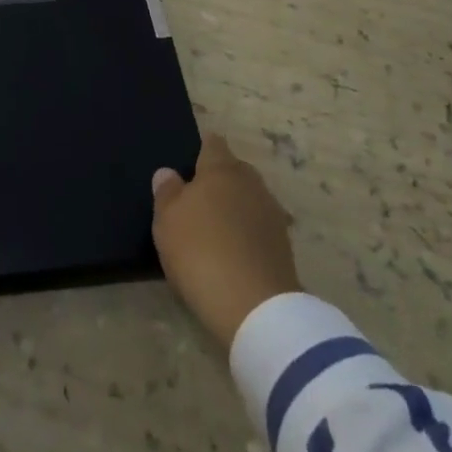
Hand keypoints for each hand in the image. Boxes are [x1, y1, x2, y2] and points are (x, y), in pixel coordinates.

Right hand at [151, 133, 301, 345]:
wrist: (255, 307)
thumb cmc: (200, 251)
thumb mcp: (167, 220)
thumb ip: (167, 191)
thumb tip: (168, 172)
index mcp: (222, 169)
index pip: (213, 144)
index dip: (201, 149)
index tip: (188, 164)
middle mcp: (251, 183)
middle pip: (235, 170)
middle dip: (219, 179)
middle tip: (197, 199)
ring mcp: (272, 214)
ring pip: (250, 199)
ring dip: (235, 208)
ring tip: (215, 228)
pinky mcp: (284, 246)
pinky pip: (259, 227)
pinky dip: (247, 233)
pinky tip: (233, 251)